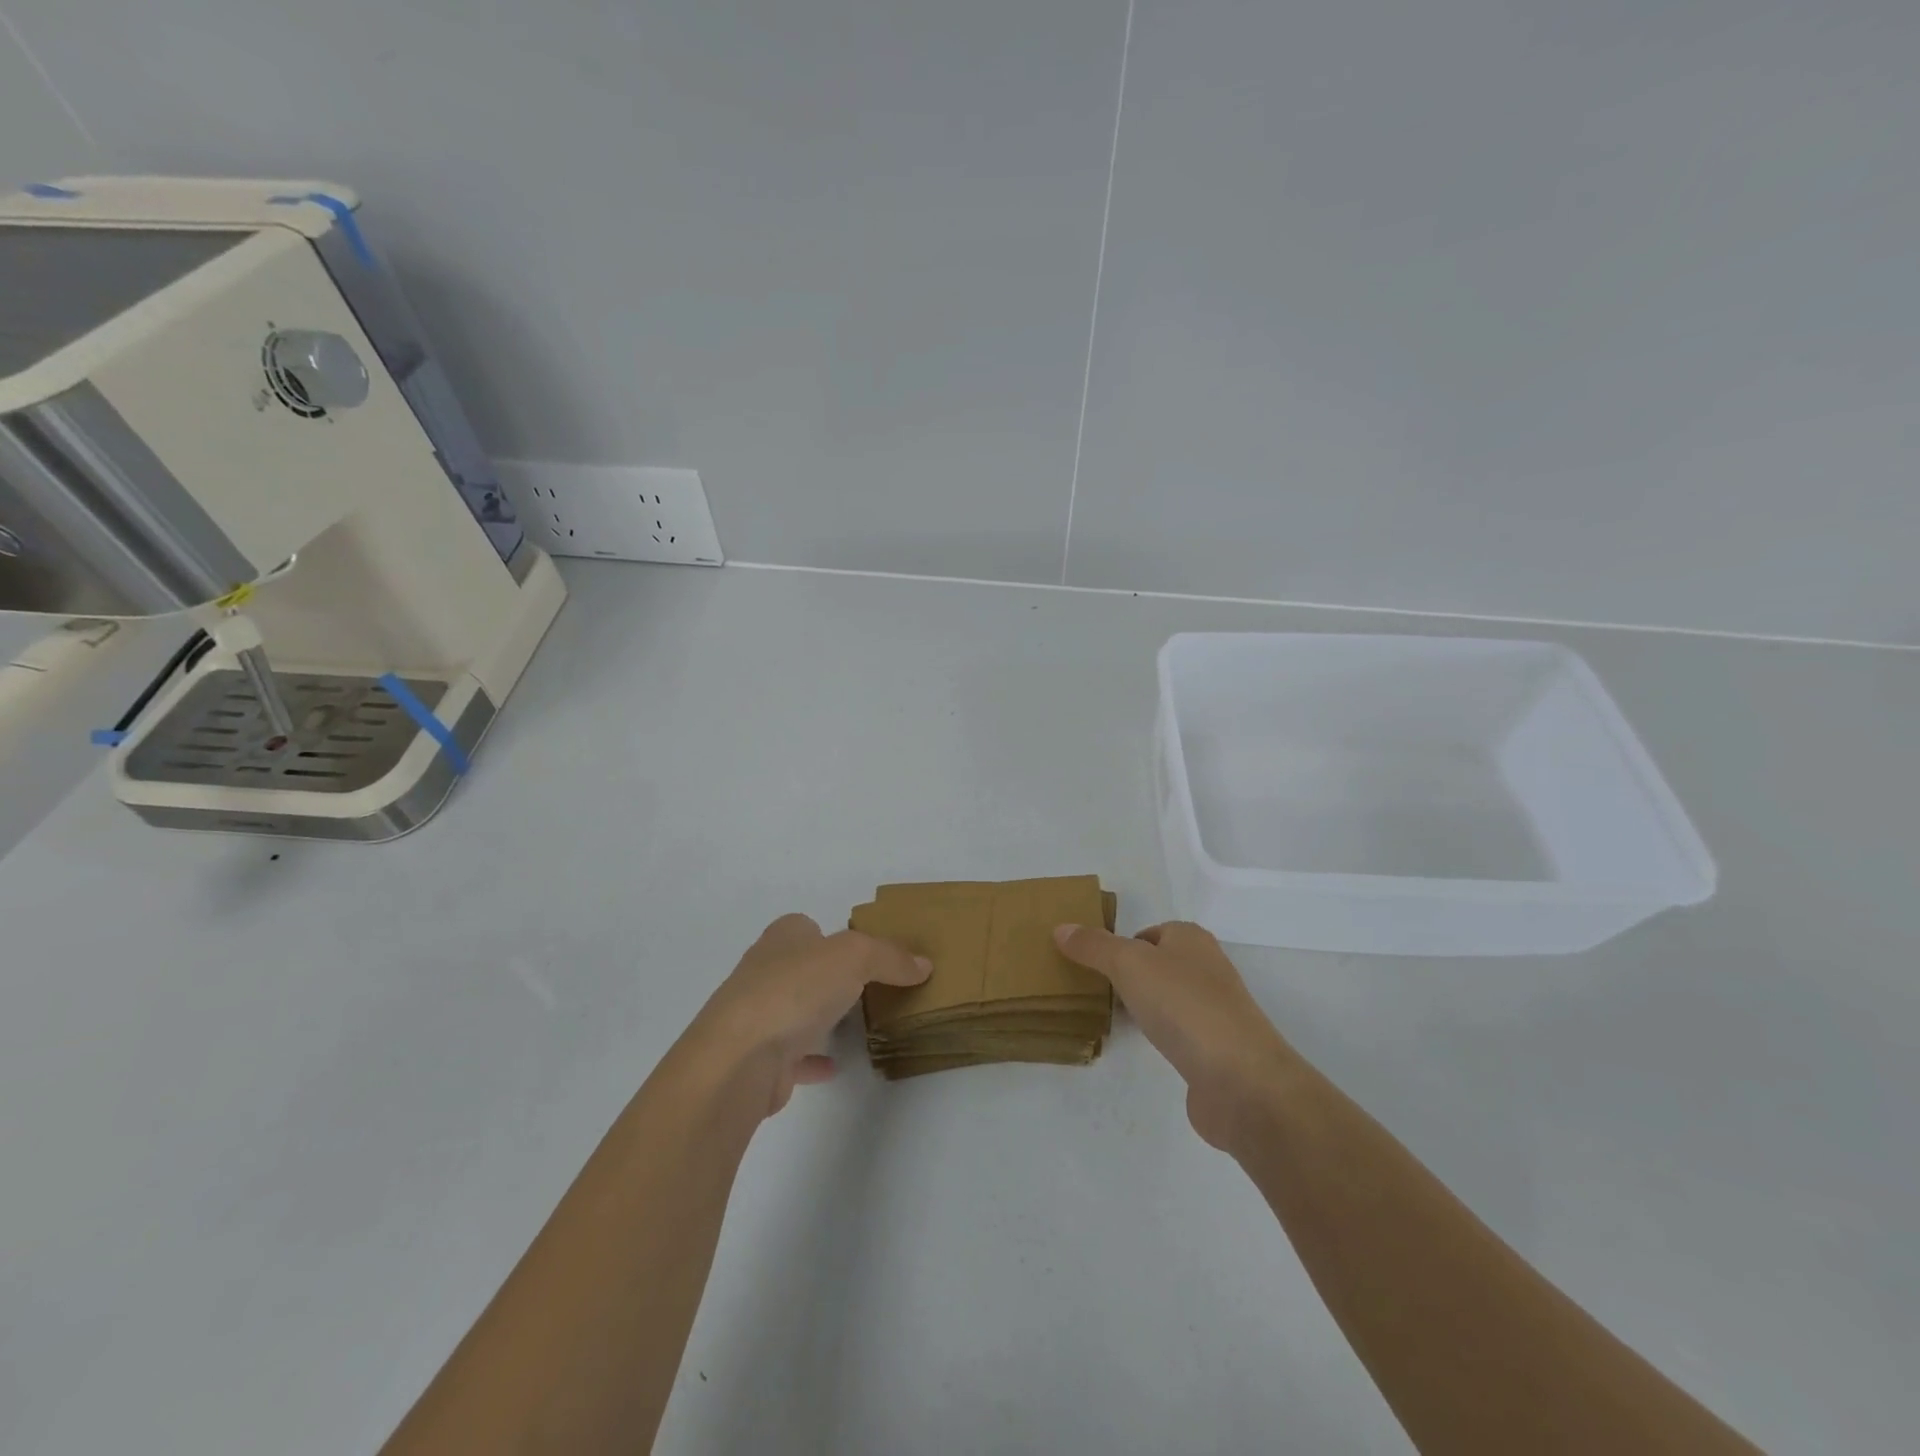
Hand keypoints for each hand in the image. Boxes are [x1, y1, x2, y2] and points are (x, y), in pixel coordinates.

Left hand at [690, 913, 931, 1117]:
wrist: (739, 1059)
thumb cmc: (795, 990)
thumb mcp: (855, 956)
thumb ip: (890, 957)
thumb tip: (922, 964)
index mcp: (782, 938)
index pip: (806, 926)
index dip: (832, 934)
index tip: (864, 952)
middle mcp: (764, 971)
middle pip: (801, 967)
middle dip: (827, 975)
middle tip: (866, 986)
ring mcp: (756, 1016)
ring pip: (794, 1010)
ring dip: (817, 1015)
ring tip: (854, 1024)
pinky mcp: (757, 1059)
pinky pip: (791, 1055)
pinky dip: (811, 1059)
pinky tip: (833, 1066)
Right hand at [1054, 921, 1297, 1149]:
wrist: (1241, 1080)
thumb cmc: (1184, 1006)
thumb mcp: (1129, 964)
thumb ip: (1094, 946)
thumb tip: (1061, 928)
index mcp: (1191, 939)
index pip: (1149, 932)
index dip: (1120, 945)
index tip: (1090, 965)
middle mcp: (1207, 968)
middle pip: (1158, 965)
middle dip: (1128, 976)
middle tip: (1093, 990)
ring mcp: (1215, 1011)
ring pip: (1168, 999)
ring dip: (1143, 1007)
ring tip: (1110, 1018)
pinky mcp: (1216, 1050)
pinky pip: (1177, 1033)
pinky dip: (1159, 1036)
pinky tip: (1141, 1046)